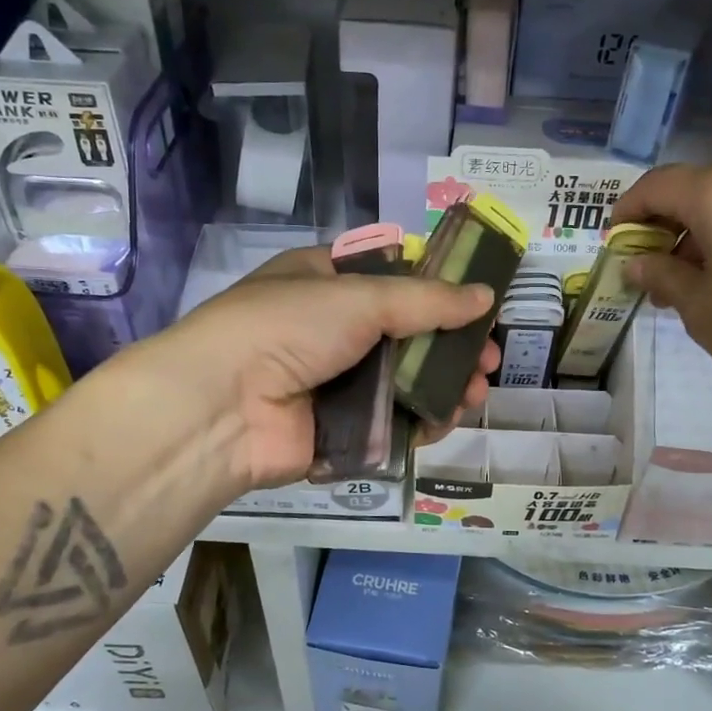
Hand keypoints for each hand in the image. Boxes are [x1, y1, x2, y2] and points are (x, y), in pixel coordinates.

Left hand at [147, 247, 499, 489]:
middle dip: (451, 348)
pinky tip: (446, 418)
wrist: (222, 407)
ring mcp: (335, 383)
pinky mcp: (339, 430)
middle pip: (407, 336)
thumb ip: (428, 300)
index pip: (394, 281)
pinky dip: (420, 421)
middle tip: (489, 360)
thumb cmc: (287, 328)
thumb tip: (486, 296)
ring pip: (404, 382)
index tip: (478, 307)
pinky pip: (391, 422)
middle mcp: (331, 330)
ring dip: (443, 386)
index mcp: (326, 283)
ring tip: (475, 392)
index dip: (439, 293)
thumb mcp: (360, 297)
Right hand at [610, 161, 711, 424]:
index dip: (628, 211)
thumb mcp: (699, 307)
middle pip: (698, 191)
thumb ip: (661, 274)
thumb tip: (637, 262)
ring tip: (693, 284)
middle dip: (668, 228)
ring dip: (704, 234)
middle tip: (653, 272)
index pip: (657, 186)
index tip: (616, 242)